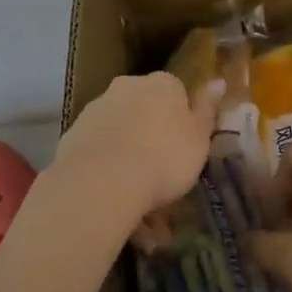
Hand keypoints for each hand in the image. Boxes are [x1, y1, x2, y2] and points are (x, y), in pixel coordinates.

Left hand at [54, 72, 218, 226]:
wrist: (103, 181)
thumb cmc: (165, 157)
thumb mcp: (200, 138)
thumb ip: (207, 109)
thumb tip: (218, 81)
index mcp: (162, 83)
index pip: (176, 94)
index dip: (181, 123)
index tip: (184, 152)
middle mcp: (128, 86)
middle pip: (145, 112)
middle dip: (152, 141)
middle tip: (162, 182)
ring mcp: (97, 109)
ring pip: (121, 135)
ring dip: (130, 161)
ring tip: (139, 211)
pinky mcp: (73, 136)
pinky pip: (99, 154)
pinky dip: (107, 173)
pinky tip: (115, 205)